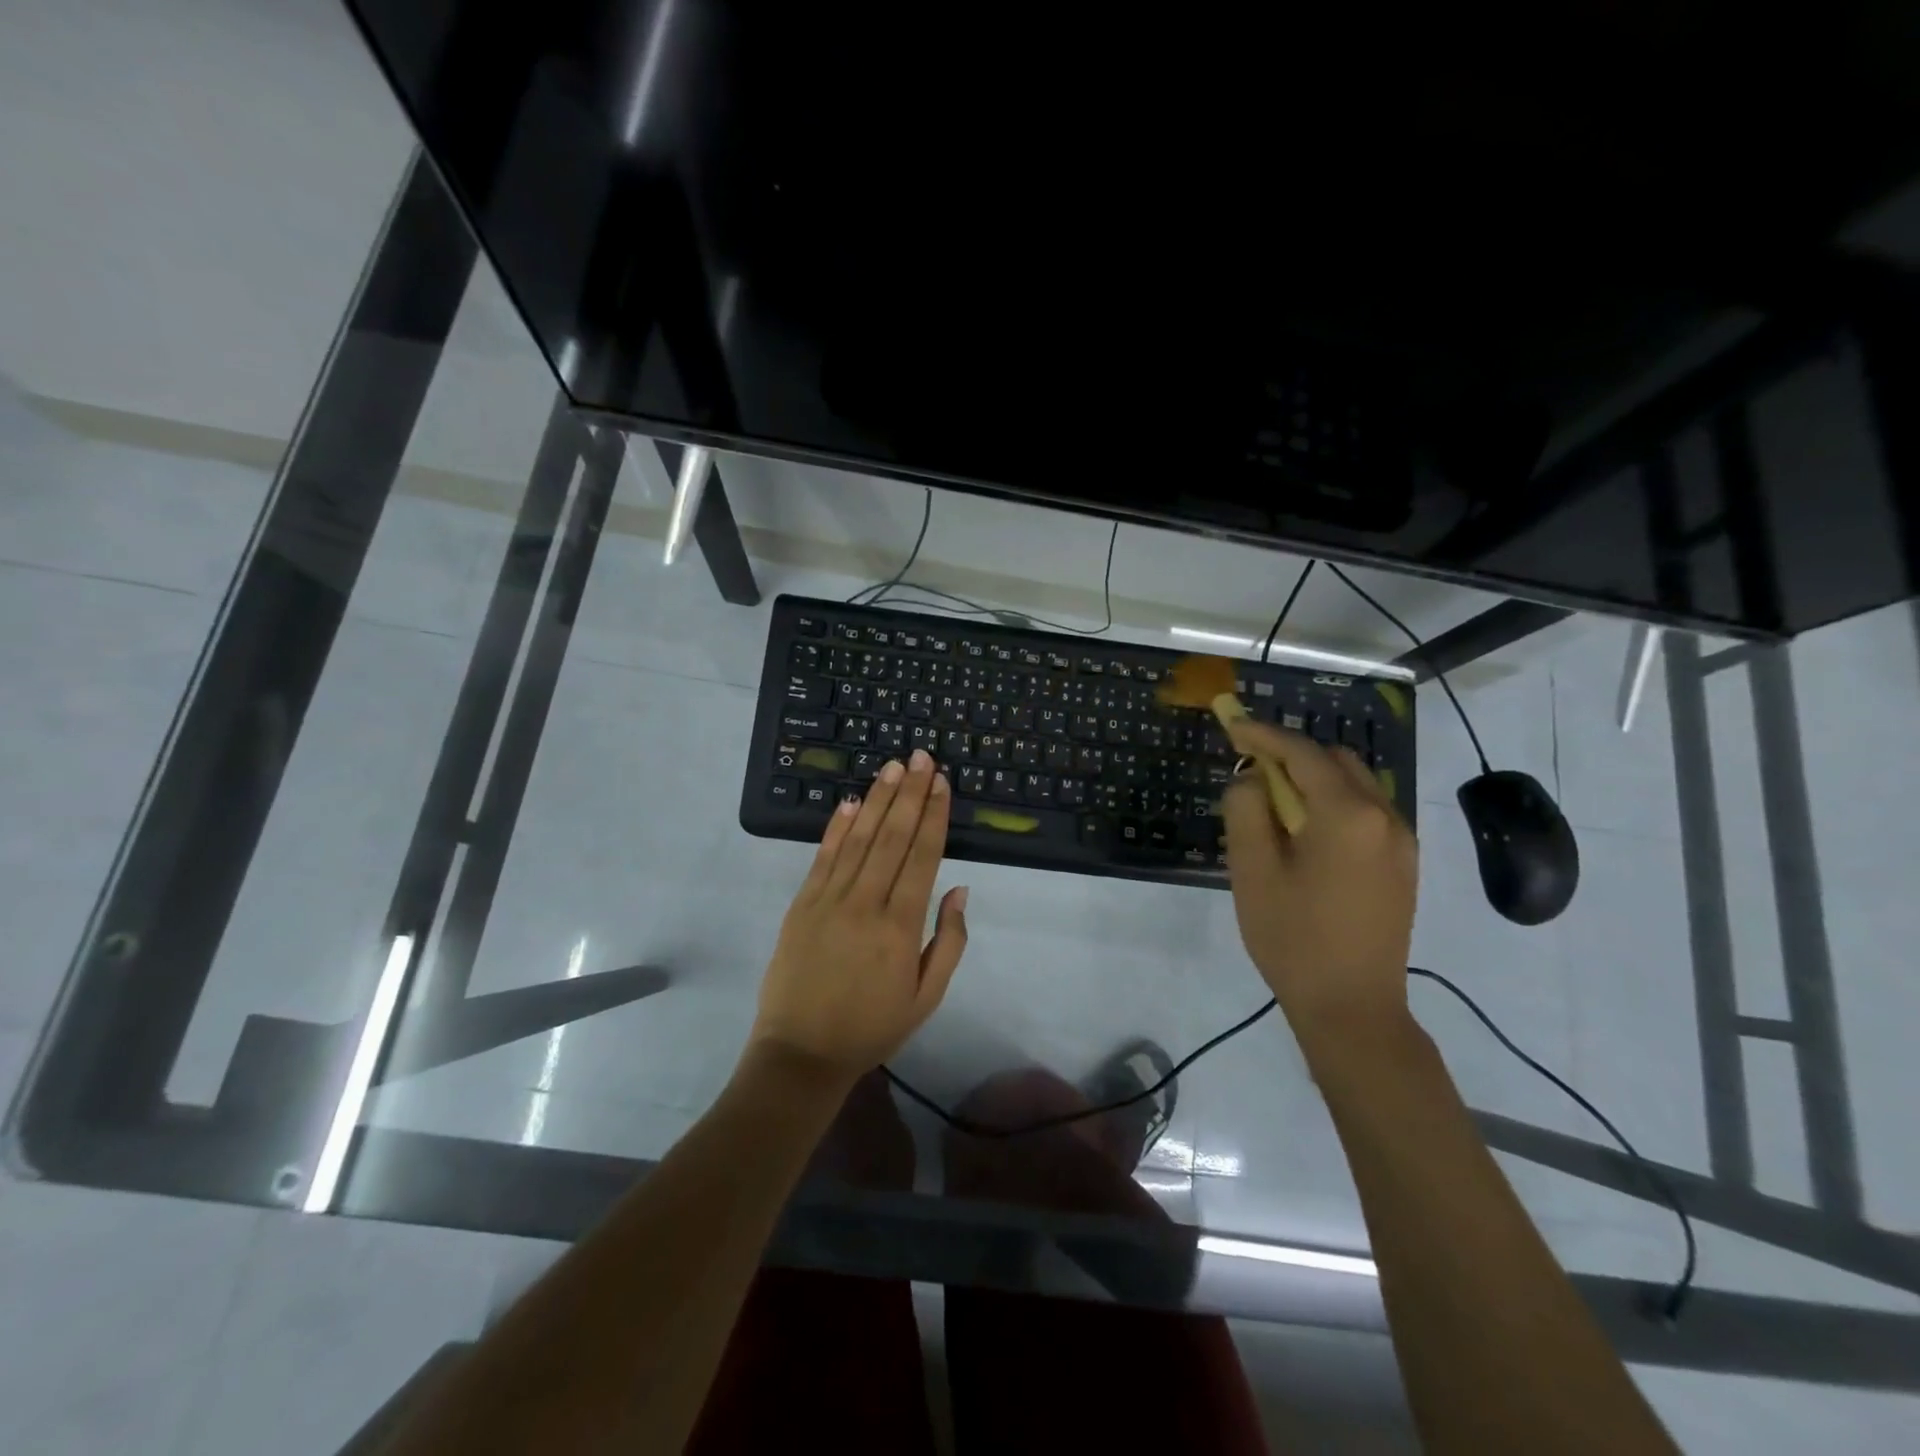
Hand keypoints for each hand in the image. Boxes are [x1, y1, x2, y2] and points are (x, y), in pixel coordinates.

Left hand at [749, 749, 969, 1086]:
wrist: (801, 1053)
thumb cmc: (872, 1027)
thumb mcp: (927, 997)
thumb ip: (949, 942)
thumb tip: (959, 889)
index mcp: (900, 926)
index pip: (922, 856)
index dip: (933, 815)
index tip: (941, 782)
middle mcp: (865, 903)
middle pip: (892, 837)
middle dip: (909, 793)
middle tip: (920, 756)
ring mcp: (828, 900)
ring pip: (858, 839)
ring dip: (877, 800)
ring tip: (892, 767)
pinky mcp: (801, 904)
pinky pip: (823, 857)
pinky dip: (837, 828)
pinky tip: (849, 802)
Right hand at [1220, 718, 1416, 1034]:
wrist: (1353, 1007)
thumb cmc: (1293, 938)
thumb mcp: (1253, 871)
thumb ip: (1246, 810)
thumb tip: (1251, 779)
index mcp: (1347, 814)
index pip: (1302, 754)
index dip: (1264, 735)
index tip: (1232, 726)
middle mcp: (1385, 817)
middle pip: (1336, 761)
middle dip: (1291, 756)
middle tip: (1250, 771)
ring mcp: (1401, 842)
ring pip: (1355, 785)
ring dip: (1313, 779)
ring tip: (1274, 803)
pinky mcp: (1403, 865)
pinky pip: (1367, 812)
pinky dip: (1333, 803)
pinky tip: (1306, 833)